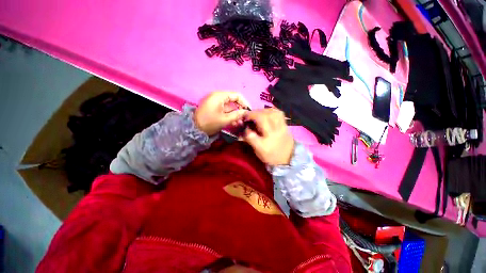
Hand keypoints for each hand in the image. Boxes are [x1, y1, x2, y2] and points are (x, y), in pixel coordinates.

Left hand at [194, 91, 250, 135]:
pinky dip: (230, 115)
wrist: (194, 130)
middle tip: (245, 118)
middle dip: (240, 110)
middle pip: (233, 101)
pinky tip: (235, 123)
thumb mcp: (225, 119)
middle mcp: (218, 97)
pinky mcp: (214, 109)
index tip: (249, 111)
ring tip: (241, 123)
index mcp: (219, 96)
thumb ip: (237, 115)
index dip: (244, 102)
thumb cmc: (210, 123)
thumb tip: (246, 112)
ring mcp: (215, 103)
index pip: (236, 95)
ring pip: (230, 107)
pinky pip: (225, 110)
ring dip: (236, 114)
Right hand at [242, 108, 294, 165]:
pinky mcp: (286, 125)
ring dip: (263, 110)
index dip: (249, 118)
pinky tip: (266, 113)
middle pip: (265, 116)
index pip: (256, 126)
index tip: (244, 118)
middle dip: (254, 113)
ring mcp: (282, 127)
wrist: (288, 158)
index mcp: (267, 139)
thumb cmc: (271, 155)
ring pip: (273, 113)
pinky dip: (271, 110)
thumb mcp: (258, 150)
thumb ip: (250, 139)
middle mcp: (275, 131)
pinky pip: (279, 113)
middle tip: (249, 115)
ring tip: (257, 114)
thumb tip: (245, 128)